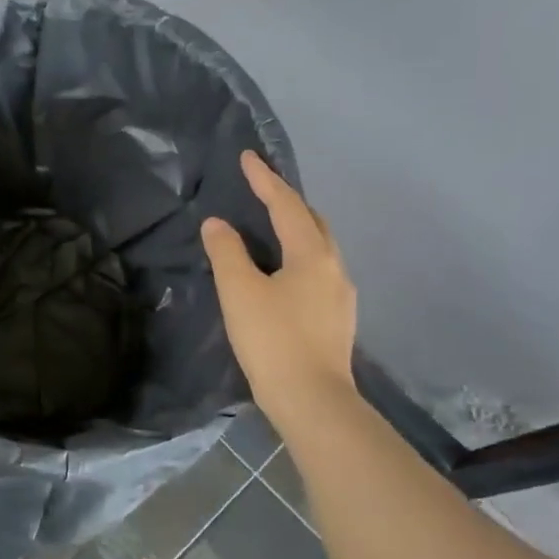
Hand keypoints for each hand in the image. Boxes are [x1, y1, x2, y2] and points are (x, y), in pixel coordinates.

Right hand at [201, 151, 357, 418]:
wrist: (312, 400)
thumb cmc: (272, 340)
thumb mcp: (239, 291)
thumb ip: (227, 252)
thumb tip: (217, 224)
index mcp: (312, 255)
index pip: (286, 205)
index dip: (265, 180)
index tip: (247, 157)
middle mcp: (334, 268)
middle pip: (313, 222)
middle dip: (288, 202)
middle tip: (262, 190)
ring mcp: (341, 296)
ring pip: (320, 248)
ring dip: (298, 230)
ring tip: (273, 228)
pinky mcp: (337, 320)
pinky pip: (319, 272)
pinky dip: (300, 257)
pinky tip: (286, 273)